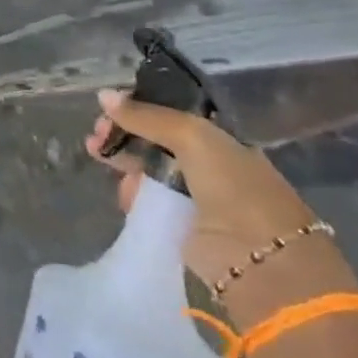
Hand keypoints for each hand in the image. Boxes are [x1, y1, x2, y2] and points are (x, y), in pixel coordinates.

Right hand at [84, 91, 323, 302]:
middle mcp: (207, 162)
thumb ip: (146, 116)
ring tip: (96, 153)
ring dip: (121, 159)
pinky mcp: (180, 225)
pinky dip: (132, 193)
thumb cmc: (234, 187)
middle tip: (97, 133)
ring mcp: (194, 195)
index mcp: (218, 136)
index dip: (139, 106)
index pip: (170, 112)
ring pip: (147, 168)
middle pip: (154, 139)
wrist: (261, 262)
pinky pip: (148, 200)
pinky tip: (121, 189)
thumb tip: (103, 95)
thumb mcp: (192, 136)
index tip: (110, 105)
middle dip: (123, 131)